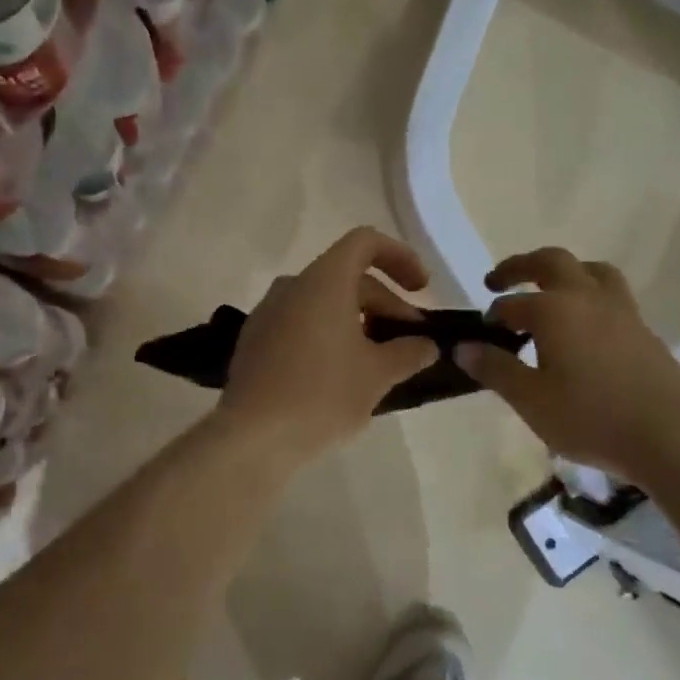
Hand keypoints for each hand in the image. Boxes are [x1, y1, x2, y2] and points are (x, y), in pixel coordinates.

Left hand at [216, 228, 439, 464]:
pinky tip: (341, 374)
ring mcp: (267, 313)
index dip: (400, 257)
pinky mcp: (255, 341)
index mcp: (323, 281)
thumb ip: (408, 352)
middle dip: (386, 304)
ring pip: (323, 302)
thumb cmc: (323, 395)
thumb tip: (426, 345)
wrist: (253, 437)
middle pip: (348, 277)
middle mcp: (291, 286)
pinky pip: (300, 323)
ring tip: (379, 360)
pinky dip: (328, 335)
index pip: (365, 242)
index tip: (421, 289)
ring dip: (358, 321)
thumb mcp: (377, 374)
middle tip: (410, 342)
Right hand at [459, 247, 679, 486]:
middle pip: (551, 262)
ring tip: (548, 291)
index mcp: (553, 310)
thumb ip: (495, 369)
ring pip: (590, 270)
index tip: (481, 334)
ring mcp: (621, 310)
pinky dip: (588, 295)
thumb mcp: (531, 400)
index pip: (511, 304)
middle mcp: (586, 298)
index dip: (492, 316)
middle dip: (520, 267)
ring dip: (563, 272)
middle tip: (497, 281)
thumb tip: (463, 347)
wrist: (670, 437)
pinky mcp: (643, 329)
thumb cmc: (591, 418)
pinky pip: (610, 294)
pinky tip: (582, 327)